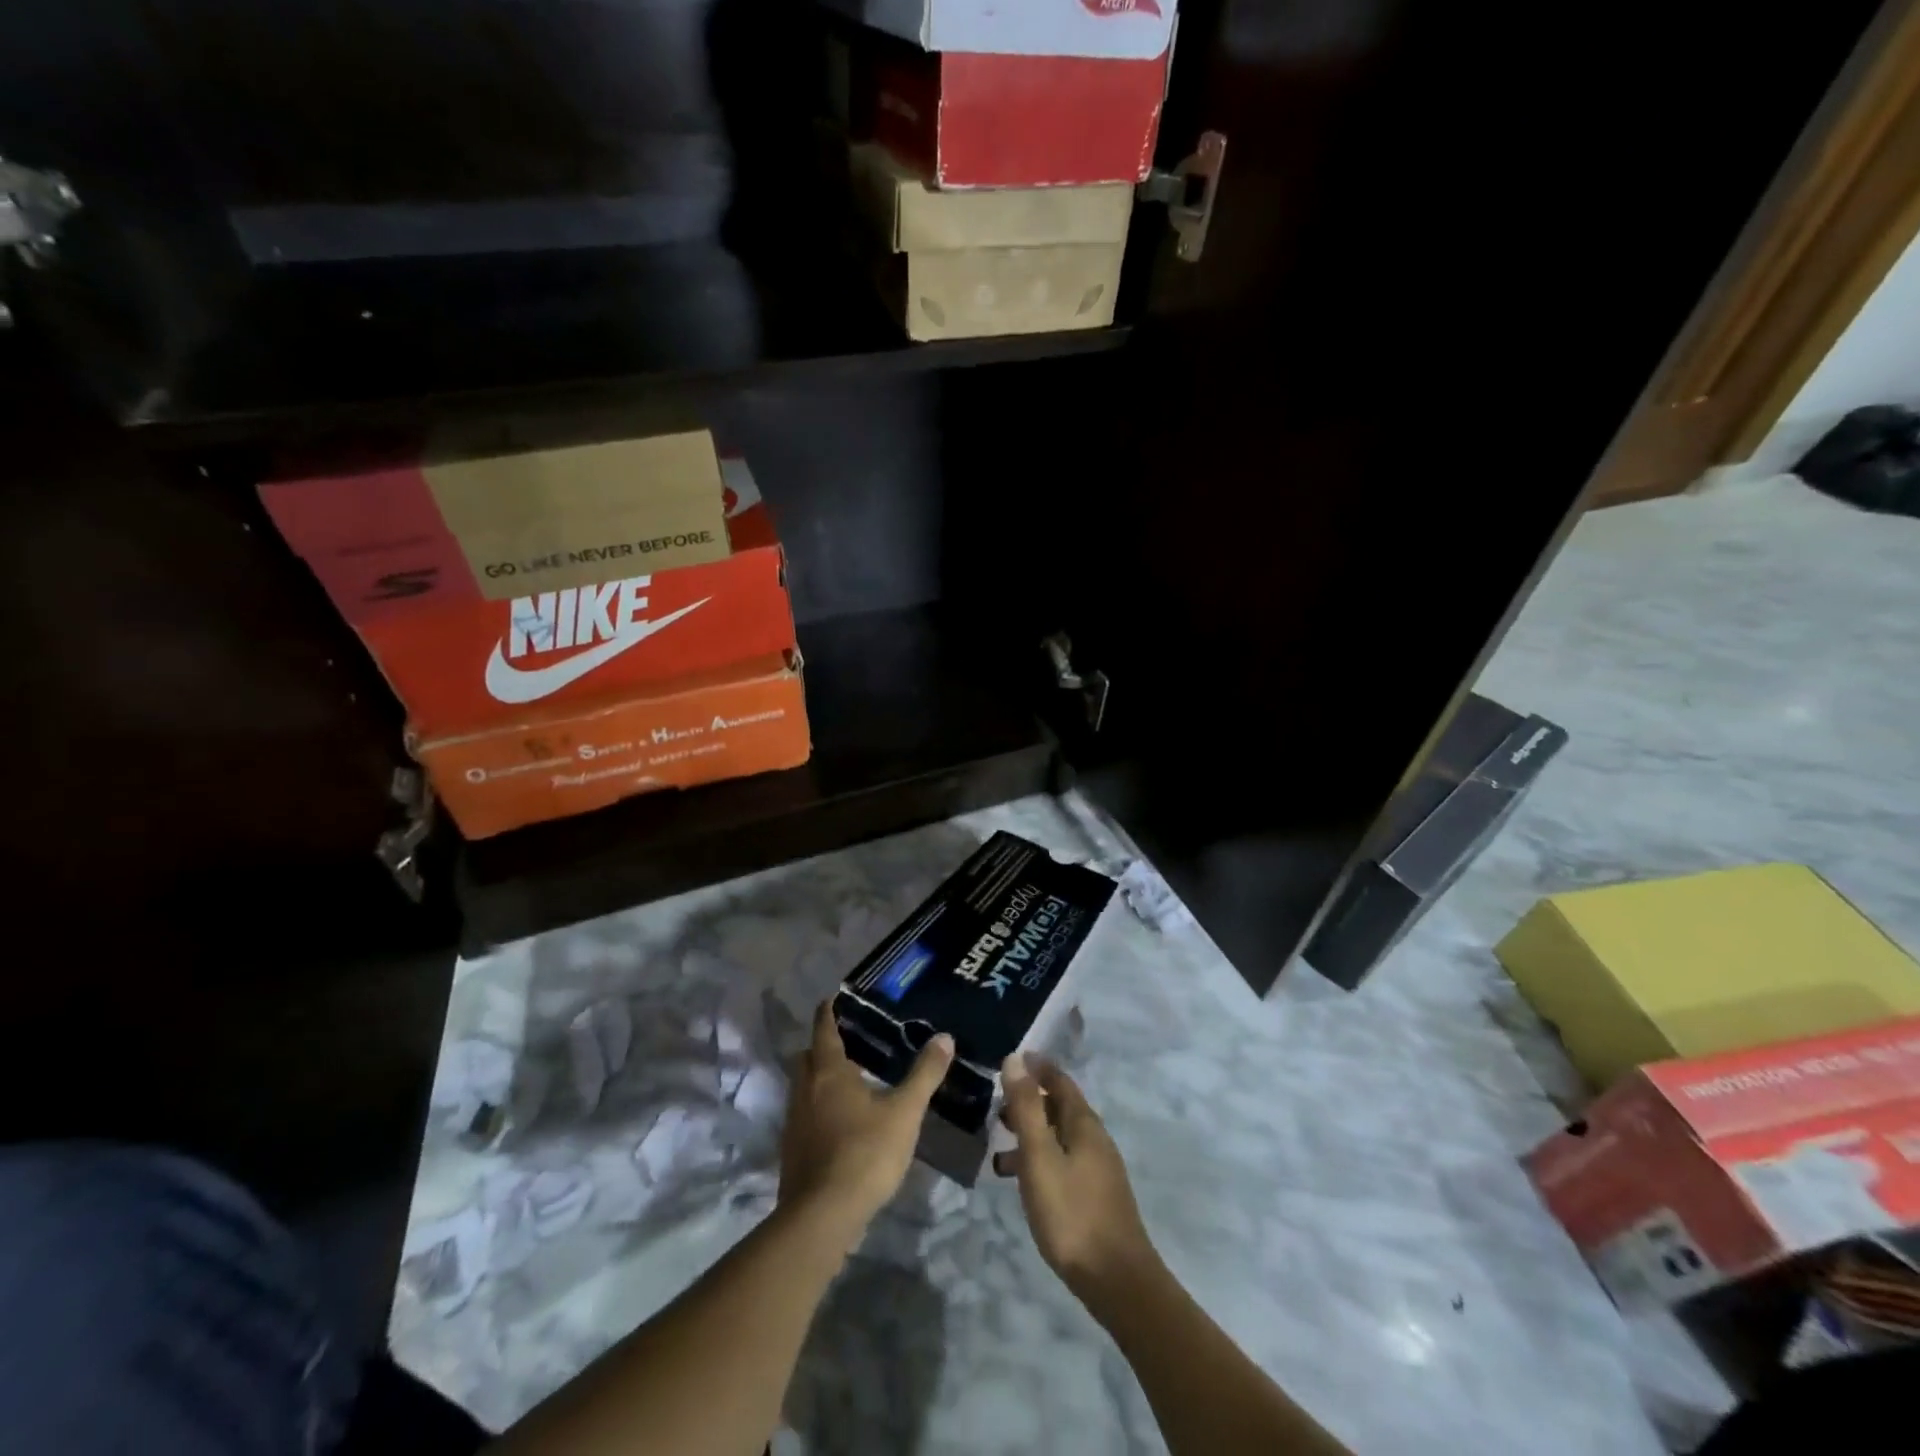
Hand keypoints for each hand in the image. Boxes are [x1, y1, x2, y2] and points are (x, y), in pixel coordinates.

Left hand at [779, 1002, 953, 1242]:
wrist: (822, 1217)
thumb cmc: (865, 1153)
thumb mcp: (904, 1112)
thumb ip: (924, 1074)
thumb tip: (945, 1037)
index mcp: (828, 1071)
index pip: (824, 1028)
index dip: (829, 1011)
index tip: (836, 997)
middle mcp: (805, 1089)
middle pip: (808, 1056)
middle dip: (824, 1045)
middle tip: (852, 1041)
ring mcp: (795, 1121)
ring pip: (804, 1086)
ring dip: (821, 1078)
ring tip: (852, 1080)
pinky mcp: (793, 1150)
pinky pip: (805, 1114)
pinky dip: (820, 1107)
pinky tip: (843, 1121)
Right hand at [995, 1054, 1155, 1301]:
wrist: (1116, 1281)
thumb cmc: (1072, 1213)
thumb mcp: (1040, 1157)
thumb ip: (1026, 1108)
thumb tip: (1015, 1059)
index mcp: (1084, 1123)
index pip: (1059, 1080)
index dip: (1036, 1067)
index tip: (1011, 1059)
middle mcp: (1095, 1139)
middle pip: (1060, 1107)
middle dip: (1029, 1102)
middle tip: (996, 1106)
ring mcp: (1098, 1169)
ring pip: (1059, 1137)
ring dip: (1031, 1134)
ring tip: (999, 1148)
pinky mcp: (1095, 1195)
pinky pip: (1062, 1161)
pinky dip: (1039, 1159)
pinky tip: (1021, 1182)